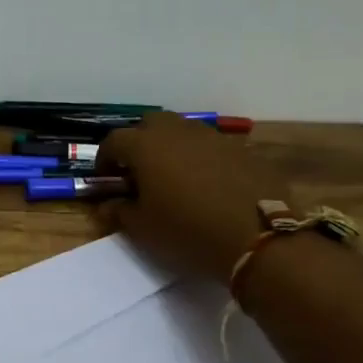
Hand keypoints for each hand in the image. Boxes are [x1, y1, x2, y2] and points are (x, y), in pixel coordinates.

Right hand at [97, 112, 269, 282]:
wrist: (257, 237)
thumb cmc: (187, 231)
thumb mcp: (143, 229)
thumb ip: (119, 211)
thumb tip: (106, 205)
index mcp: (145, 146)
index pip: (113, 140)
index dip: (105, 159)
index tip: (106, 178)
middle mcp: (177, 131)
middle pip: (149, 124)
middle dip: (138, 143)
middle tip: (138, 172)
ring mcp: (212, 136)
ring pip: (182, 131)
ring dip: (170, 147)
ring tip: (172, 177)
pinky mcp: (240, 148)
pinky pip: (210, 146)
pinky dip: (199, 157)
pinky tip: (205, 183)